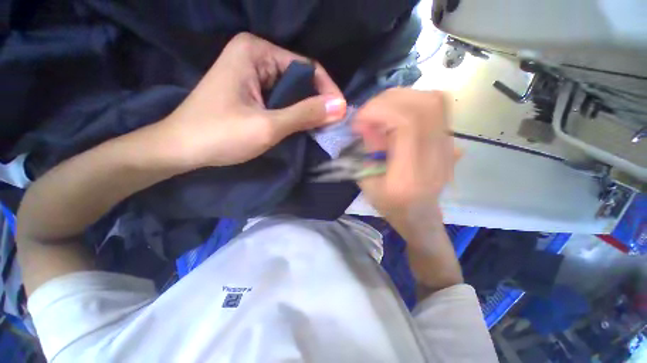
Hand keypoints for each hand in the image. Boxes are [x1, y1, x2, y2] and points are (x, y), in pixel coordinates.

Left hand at [162, 32, 346, 167]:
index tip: (340, 114)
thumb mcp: (268, 126)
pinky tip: (299, 126)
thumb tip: (340, 106)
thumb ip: (305, 114)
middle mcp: (255, 55)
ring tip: (318, 128)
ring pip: (291, 91)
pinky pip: (280, 99)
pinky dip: (293, 113)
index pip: (307, 67)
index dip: (327, 92)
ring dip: (305, 110)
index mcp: (256, 52)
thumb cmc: (220, 135)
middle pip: (299, 78)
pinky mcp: (249, 90)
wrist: (181, 148)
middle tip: (330, 125)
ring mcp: (251, 73)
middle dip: (316, 102)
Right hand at [353, 89, 458, 240]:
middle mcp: (436, 156)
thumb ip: (366, 153)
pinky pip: (438, 108)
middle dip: (389, 100)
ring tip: (382, 109)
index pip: (406, 123)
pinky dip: (413, 102)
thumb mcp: (367, 185)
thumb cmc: (391, 205)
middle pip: (424, 105)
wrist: (420, 216)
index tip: (359, 120)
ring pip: (434, 101)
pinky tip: (397, 114)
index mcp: (411, 173)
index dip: (379, 111)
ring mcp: (448, 146)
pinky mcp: (449, 141)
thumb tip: (366, 124)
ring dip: (402, 98)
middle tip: (369, 112)